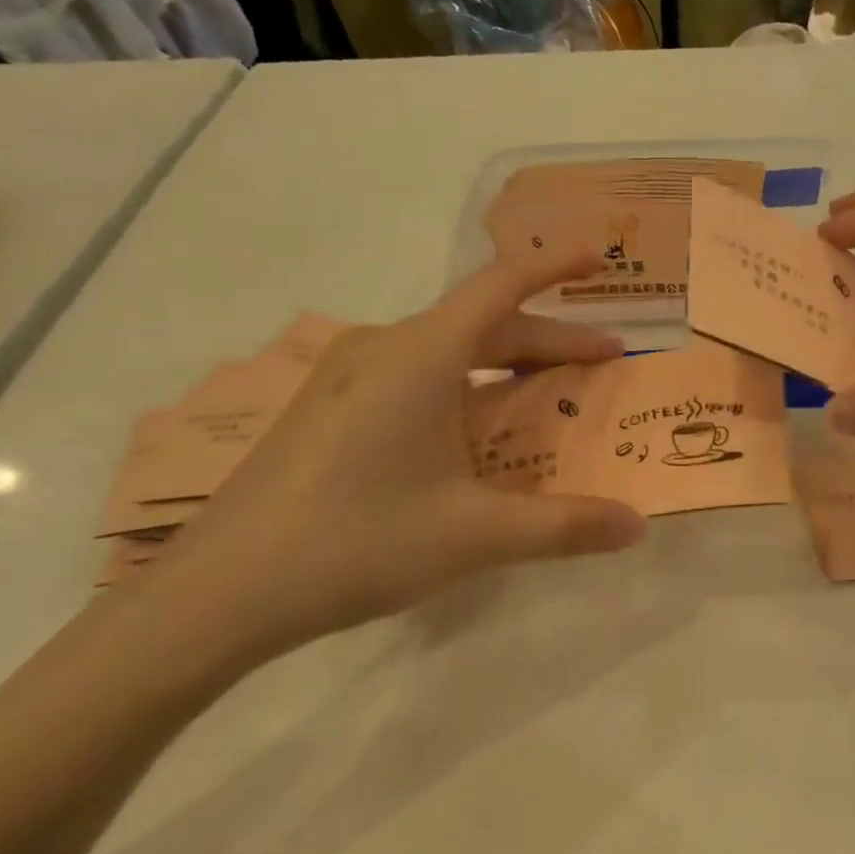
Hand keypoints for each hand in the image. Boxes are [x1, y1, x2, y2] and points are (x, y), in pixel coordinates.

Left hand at [137, 250, 645, 666]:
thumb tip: (637, 527)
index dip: (556, 266)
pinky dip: (464, 384)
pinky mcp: (329, 406)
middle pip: (484, 322)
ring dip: (505, 363)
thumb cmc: (354, 543)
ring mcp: (348, 375)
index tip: (601, 259)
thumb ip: (563, 526)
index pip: (501, 284)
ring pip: (447, 349)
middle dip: (549, 338)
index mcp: (420, 354)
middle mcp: (384, 347)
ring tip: (547, 394)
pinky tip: (472, 432)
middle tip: (604, 363)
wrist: (217, 594)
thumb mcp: (473, 535)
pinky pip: (414, 374)